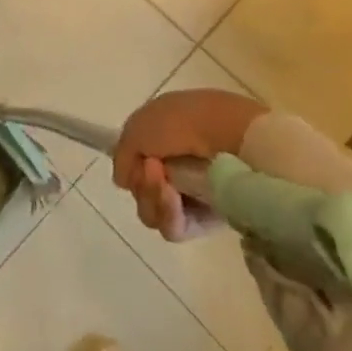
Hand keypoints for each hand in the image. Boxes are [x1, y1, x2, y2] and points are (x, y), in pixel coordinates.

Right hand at [113, 89, 268, 241]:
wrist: (228, 137)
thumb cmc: (180, 123)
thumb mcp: (137, 127)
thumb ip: (123, 154)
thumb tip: (124, 181)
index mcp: (164, 133)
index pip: (136, 159)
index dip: (130, 164)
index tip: (133, 163)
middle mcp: (178, 162)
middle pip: (142, 188)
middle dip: (141, 183)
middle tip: (151, 171)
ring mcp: (194, 191)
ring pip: (154, 210)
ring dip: (152, 198)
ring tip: (164, 184)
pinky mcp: (210, 218)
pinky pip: (176, 227)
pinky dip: (168, 214)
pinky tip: (173, 198)